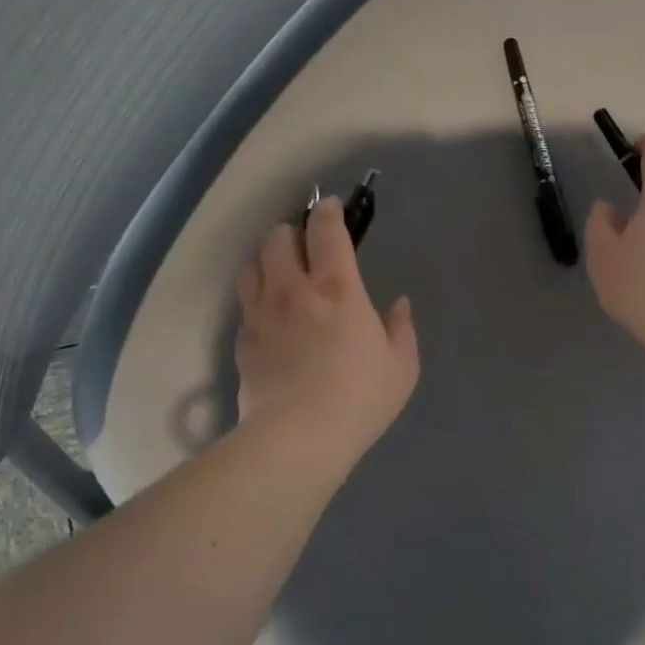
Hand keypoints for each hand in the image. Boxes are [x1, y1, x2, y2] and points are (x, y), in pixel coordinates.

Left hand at [235, 198, 418, 464]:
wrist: (299, 437)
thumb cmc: (360, 398)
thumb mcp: (401, 366)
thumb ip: (401, 328)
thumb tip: (399, 304)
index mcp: (338, 288)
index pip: (325, 230)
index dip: (327, 211)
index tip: (331, 208)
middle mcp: (293, 290)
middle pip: (277, 237)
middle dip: (291, 232)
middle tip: (305, 247)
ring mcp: (262, 314)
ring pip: (252, 265)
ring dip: (266, 261)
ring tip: (280, 274)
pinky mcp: (242, 341)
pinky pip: (244, 304)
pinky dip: (256, 298)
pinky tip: (269, 316)